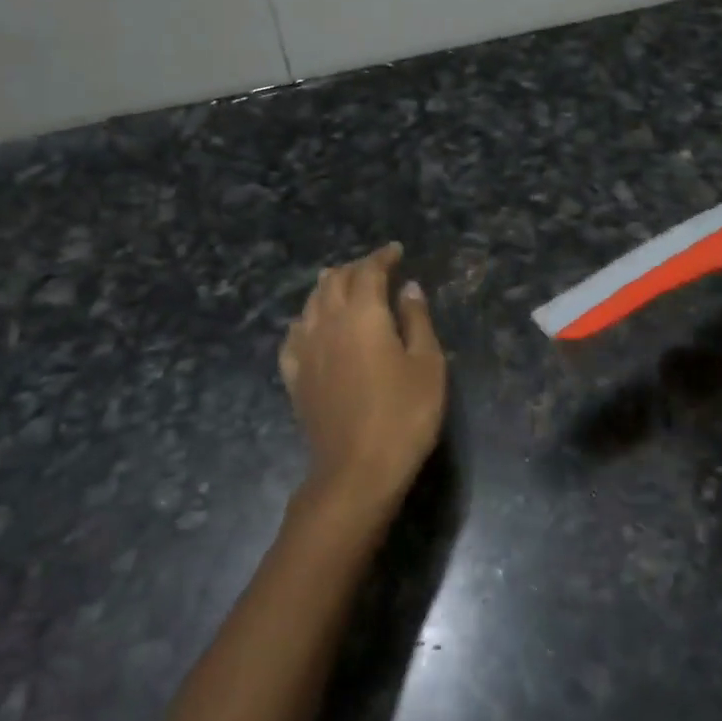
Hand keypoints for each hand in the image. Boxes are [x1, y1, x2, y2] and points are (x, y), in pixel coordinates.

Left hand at [279, 243, 446, 509]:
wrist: (357, 470)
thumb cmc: (404, 414)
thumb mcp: (427, 364)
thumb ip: (417, 320)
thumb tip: (409, 288)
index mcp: (363, 314)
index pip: (368, 271)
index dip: (382, 257)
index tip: (396, 251)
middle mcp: (328, 322)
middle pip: (335, 281)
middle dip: (355, 268)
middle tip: (375, 268)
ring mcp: (305, 349)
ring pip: (310, 303)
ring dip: (328, 287)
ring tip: (342, 284)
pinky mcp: (294, 376)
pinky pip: (294, 335)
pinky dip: (306, 320)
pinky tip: (311, 326)